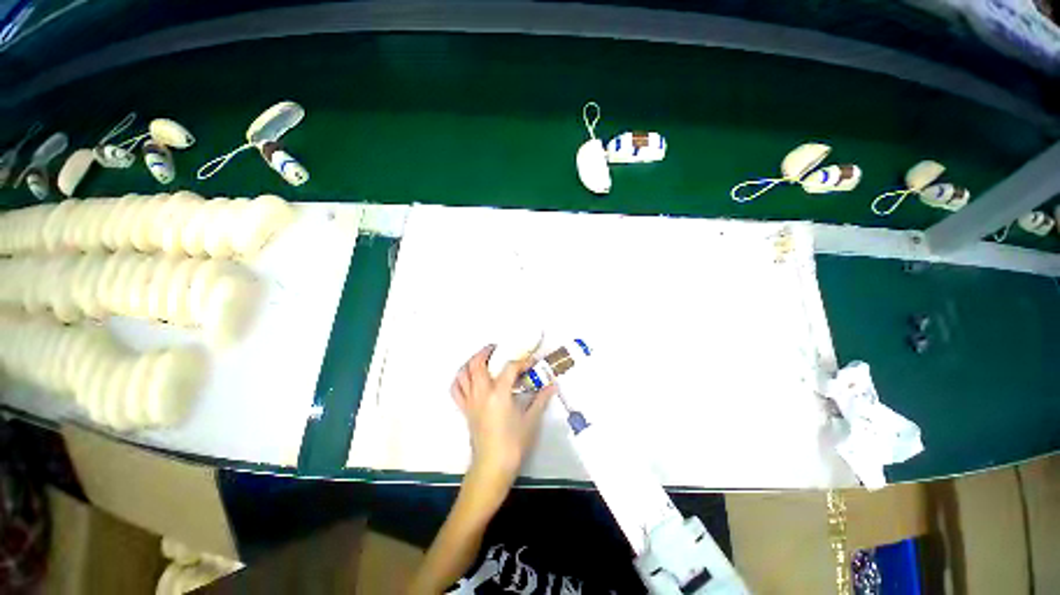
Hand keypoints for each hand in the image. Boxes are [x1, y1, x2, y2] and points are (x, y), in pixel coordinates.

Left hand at [451, 345, 556, 492]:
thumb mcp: (531, 420)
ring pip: (463, 374)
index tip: (530, 362)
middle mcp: (481, 393)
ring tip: (482, 359)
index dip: (521, 361)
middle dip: (486, 352)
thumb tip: (553, 385)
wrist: (492, 467)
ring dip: (471, 362)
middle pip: (477, 363)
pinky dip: (460, 379)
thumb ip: (541, 399)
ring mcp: (470, 401)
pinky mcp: (465, 410)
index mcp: (499, 393)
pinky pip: (456, 390)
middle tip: (497, 349)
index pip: (509, 367)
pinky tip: (468, 377)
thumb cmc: (513, 443)